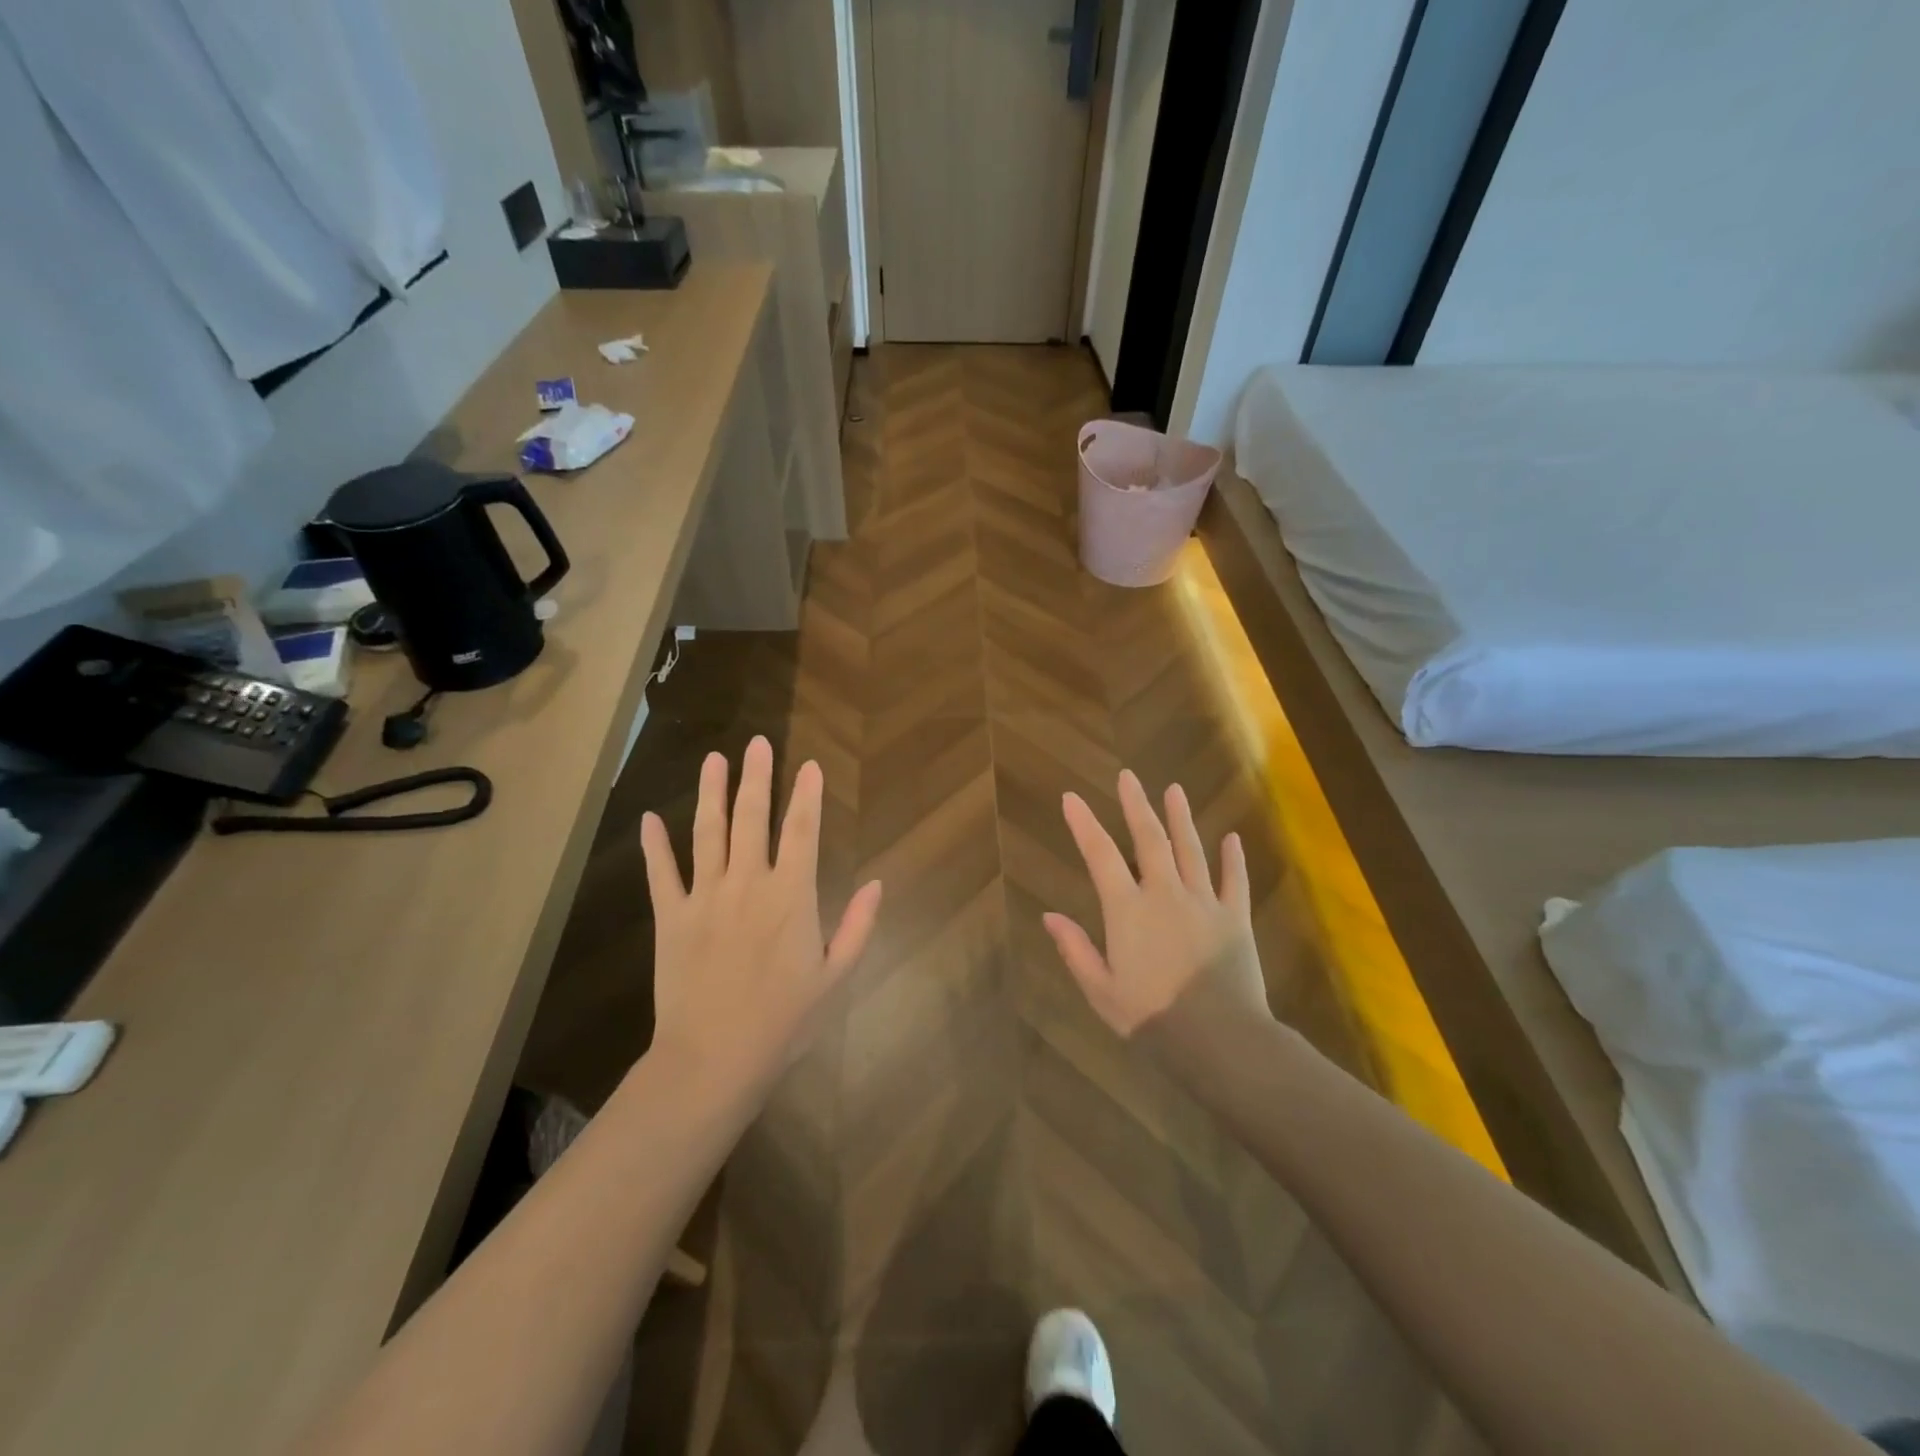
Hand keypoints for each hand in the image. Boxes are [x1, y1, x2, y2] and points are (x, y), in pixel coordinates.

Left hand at [640, 736, 881, 1098]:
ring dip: (711, 793)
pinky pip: (661, 873)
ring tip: (714, 759)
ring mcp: (704, 897)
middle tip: (758, 743)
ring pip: (708, 833)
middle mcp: (748, 883)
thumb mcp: (835, 977)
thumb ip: (858, 926)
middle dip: (758, 777)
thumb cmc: (783, 1021)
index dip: (808, 795)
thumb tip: (876, 883)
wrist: (713, 1059)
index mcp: (791, 896)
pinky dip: (654, 845)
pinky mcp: (671, 917)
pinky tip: (648, 818)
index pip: (802, 831)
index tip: (810, 765)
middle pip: (753, 818)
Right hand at [1043, 770, 1267, 1037]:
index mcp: (1128, 910)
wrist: (1218, 1040)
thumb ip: (1075, 949)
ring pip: (1191, 850)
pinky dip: (1233, 858)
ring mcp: (1204, 902)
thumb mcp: (1101, 989)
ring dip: (1181, 818)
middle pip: (1149, 839)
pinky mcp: (1235, 918)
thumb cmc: (1151, 1017)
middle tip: (1128, 777)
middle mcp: (1165, 894)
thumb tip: (1049, 916)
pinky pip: (1235, 881)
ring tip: (1174, 789)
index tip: (1071, 798)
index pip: (1100, 855)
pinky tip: (1232, 838)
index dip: (1083, 824)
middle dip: (1136, 805)